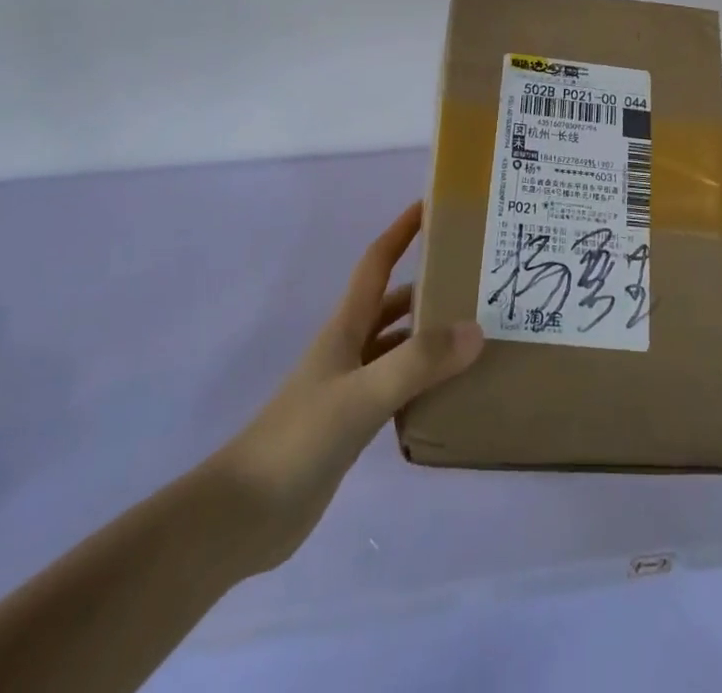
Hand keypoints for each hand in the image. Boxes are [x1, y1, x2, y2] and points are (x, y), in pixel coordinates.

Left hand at [202, 202, 482, 570]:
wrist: (244, 515)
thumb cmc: (299, 439)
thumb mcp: (363, 395)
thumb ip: (418, 362)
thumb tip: (476, 328)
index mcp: (346, 327)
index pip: (377, 262)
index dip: (401, 230)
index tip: (433, 206)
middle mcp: (350, 348)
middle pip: (394, 303)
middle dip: (430, 284)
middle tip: (477, 279)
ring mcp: (349, 387)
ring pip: (398, 345)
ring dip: (430, 334)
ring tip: (477, 333)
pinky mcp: (352, 424)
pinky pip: (397, 386)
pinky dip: (423, 380)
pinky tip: (450, 391)